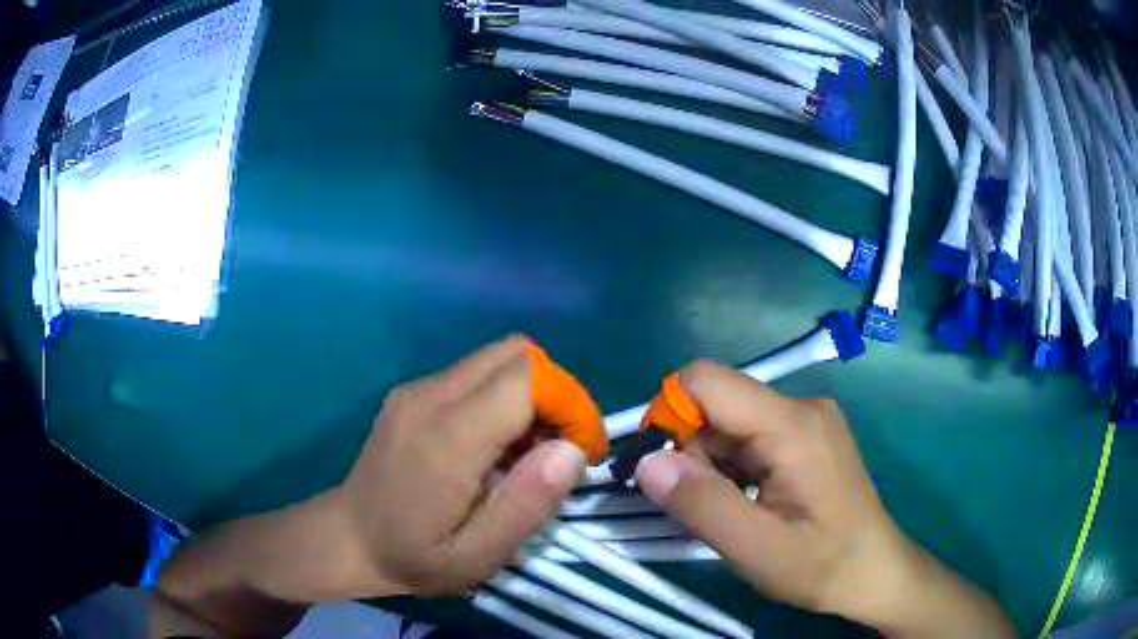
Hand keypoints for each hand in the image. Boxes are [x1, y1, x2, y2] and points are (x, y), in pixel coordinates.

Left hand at [330, 336, 587, 597]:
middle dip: (555, 393)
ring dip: (530, 395)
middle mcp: (430, 396)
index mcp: (446, 437)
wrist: (347, 538)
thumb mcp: (476, 555)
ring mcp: (417, 389)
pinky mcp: (413, 392)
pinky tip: (493, 446)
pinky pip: (475, 374)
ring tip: (525, 453)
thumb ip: (526, 504)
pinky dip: (504, 399)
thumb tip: (571, 450)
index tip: (581, 450)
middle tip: (559, 448)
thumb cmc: (413, 557)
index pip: (526, 377)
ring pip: (498, 360)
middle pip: (516, 353)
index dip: (569, 403)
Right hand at [634, 361, 1013, 637]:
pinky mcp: (808, 437)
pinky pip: (751, 438)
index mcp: (791, 424)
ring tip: (725, 514)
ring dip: (711, 465)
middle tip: (695, 509)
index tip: (660, 469)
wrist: (876, 572)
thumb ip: (701, 504)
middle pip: (718, 405)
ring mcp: (807, 421)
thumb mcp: (756, 548)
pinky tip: (744, 504)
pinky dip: (732, 468)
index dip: (670, 415)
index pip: (707, 380)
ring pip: (731, 424)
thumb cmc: (822, 564)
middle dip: (691, 452)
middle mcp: (800, 407)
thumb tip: (645, 461)